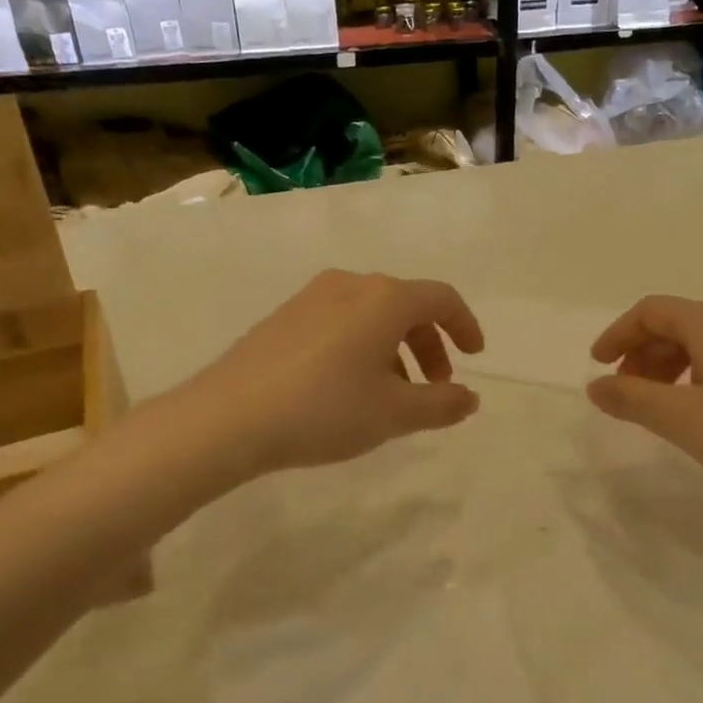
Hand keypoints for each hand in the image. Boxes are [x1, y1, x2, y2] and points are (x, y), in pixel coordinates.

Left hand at [178, 270, 484, 477]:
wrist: (228, 417)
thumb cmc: (325, 409)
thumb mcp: (395, 413)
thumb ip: (442, 404)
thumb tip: (469, 398)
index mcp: (385, 299)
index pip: (441, 298)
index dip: (465, 326)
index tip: (474, 357)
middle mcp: (351, 284)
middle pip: (406, 305)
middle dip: (429, 345)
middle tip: (435, 386)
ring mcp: (312, 297)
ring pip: (372, 315)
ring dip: (395, 349)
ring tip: (392, 395)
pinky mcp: (284, 316)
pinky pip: (341, 322)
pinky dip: (362, 347)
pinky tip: (349, 387)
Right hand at [586, 295, 702, 519]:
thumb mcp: (681, 419)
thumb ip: (631, 398)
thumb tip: (595, 386)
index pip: (651, 311)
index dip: (618, 335)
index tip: (597, 367)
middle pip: (677, 323)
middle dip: (642, 353)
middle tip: (626, 393)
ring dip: (669, 366)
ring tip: (659, 406)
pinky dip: (698, 374)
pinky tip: (701, 410)